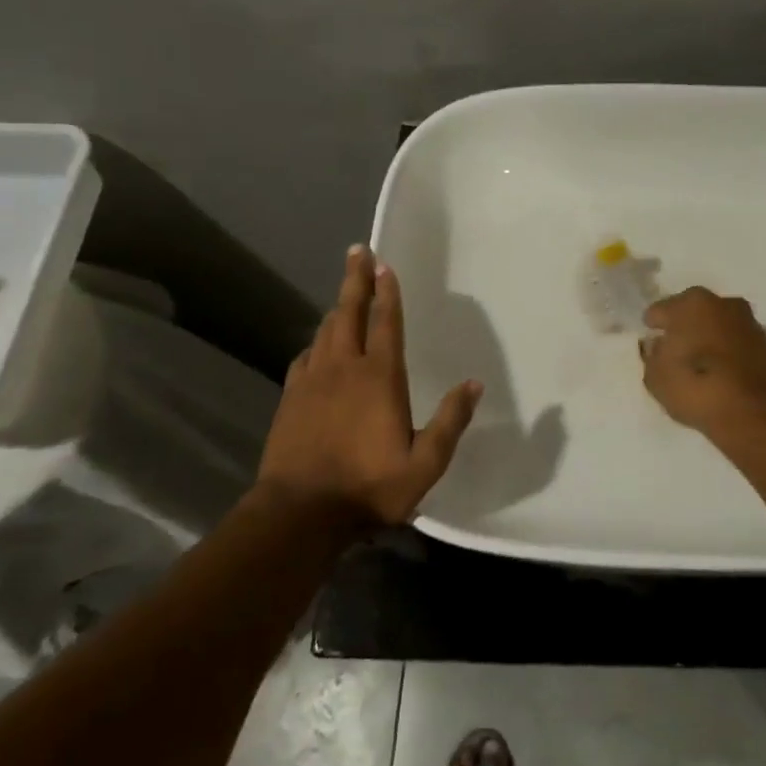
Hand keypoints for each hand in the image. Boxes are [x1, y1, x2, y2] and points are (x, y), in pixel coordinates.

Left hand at [255, 245, 481, 527]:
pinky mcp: (291, 398)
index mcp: (380, 377)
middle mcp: (344, 368)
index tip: (384, 264)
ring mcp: (313, 381)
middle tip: (357, 251)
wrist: (299, 513)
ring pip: (325, 331)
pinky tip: (318, 347)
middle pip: (349, 313)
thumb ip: (450, 422)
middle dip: (355, 280)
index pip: (386, 323)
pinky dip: (316, 343)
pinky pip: (305, 357)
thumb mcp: (425, 464)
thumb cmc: (369, 487)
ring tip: (344, 295)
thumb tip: (473, 384)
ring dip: (337, 308)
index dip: (387, 292)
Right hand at [640, 287, 765, 437]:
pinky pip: (735, 344)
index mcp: (690, 303)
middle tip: (674, 349)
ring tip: (698, 363)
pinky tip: (720, 371)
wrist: (756, 413)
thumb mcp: (656, 378)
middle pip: (693, 312)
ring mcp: (749, 322)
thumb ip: (652, 357)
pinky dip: (727, 353)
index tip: (650, 341)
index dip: (653, 327)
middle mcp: (722, 303)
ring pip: (718, 326)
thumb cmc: (696, 386)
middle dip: (684, 327)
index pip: (660, 311)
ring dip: (708, 338)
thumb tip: (658, 347)